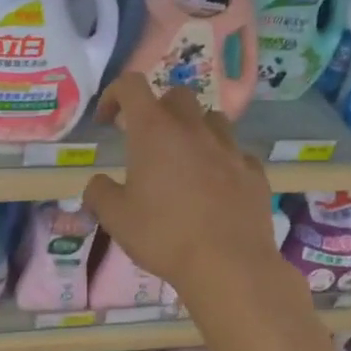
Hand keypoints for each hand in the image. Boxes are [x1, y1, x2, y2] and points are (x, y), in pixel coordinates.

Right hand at [83, 74, 281, 298]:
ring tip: (185, 159)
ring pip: (212, 119)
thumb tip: (97, 184)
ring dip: (195, 130)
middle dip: (158, 110)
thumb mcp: (115, 218)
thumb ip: (99, 193)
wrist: (228, 264)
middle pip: (176, 96)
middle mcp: (193, 129)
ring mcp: (229, 148)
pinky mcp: (254, 172)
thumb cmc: (163, 235)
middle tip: (148, 141)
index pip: (131, 86)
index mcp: (154, 131)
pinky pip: (236, 154)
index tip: (107, 121)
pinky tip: (216, 186)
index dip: (115, 94)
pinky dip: (222, 161)